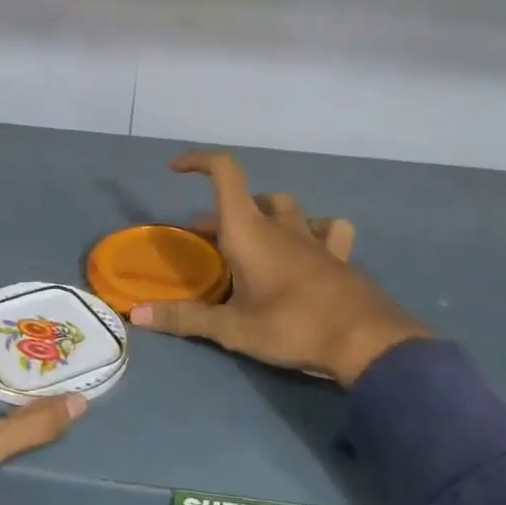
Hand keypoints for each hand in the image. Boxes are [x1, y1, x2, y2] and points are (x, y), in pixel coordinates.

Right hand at [131, 152, 428, 385]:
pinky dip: (312, 230)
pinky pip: (326, 229)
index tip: (176, 169)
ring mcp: (315, 238)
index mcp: (251, 232)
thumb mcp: (233, 328)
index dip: (200, 161)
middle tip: (206, 241)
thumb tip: (136, 315)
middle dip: (222, 213)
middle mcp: (282, 226)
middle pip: (249, 199)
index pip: (226, 174)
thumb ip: (184, 318)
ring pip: (287, 208)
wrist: (368, 342)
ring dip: (266, 214)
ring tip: (255, 238)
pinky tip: (309, 247)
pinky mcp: (340, 256)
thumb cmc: (293, 327)